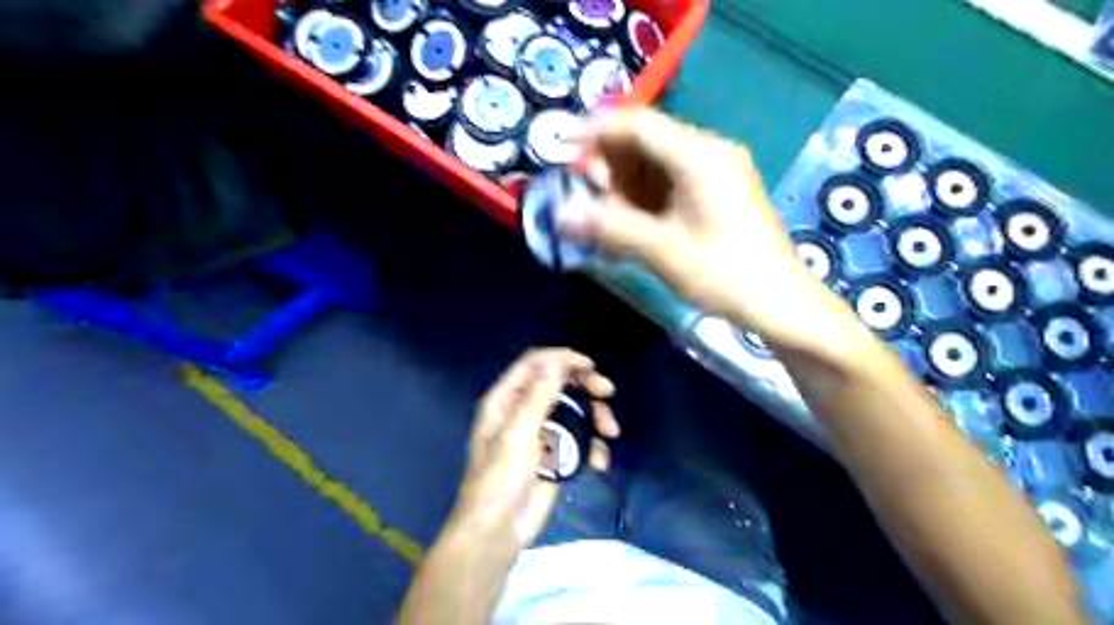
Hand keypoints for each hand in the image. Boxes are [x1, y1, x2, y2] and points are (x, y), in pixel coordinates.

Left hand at [445, 350, 618, 548]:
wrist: (499, 532)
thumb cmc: (498, 480)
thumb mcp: (516, 434)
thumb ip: (538, 397)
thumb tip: (557, 363)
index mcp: (506, 400)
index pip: (535, 364)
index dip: (562, 359)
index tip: (589, 366)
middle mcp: (524, 410)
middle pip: (560, 383)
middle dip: (586, 385)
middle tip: (607, 392)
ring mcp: (543, 432)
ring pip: (575, 410)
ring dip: (596, 417)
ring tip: (610, 431)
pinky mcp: (557, 454)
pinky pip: (580, 439)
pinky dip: (593, 446)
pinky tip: (600, 462)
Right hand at [562, 108, 839, 351]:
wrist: (780, 302)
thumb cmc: (723, 273)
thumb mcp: (660, 250)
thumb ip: (608, 227)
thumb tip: (560, 216)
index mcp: (698, 155)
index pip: (637, 124)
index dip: (596, 133)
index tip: (564, 154)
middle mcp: (709, 152)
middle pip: (646, 142)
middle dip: (611, 167)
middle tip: (587, 201)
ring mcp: (717, 172)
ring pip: (657, 164)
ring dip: (626, 186)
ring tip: (606, 219)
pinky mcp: (719, 192)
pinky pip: (672, 183)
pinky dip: (646, 199)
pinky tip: (632, 225)